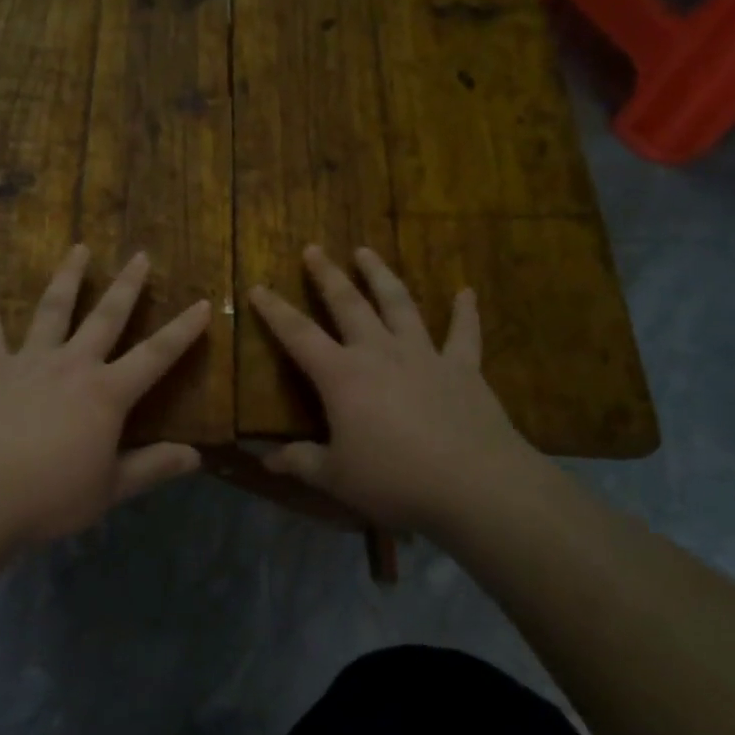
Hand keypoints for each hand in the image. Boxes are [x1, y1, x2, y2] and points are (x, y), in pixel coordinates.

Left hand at [0, 245, 211, 545]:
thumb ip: (153, 468)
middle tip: (140, 255)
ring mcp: (28, 361)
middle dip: (127, 286)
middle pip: (106, 317)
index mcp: (106, 394)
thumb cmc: (51, 496)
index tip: (202, 303)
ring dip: (68, 277)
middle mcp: (72, 365)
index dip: (182, 331)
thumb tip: (196, 456)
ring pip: (52, 309)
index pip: (155, 356)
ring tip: (79, 247)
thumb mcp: (110, 488)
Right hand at [248, 245, 547, 532]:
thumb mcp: (336, 477)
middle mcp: (380, 353)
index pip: (298, 335)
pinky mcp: (463, 369)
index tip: (257, 287)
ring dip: (381, 276)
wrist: (476, 486)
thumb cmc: (395, 480)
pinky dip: (464, 312)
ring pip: (399, 304)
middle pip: (349, 305)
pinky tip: (466, 292)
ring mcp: (424, 356)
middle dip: (327, 276)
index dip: (275, 311)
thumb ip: (300, 462)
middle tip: (313, 249)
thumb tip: (265, 459)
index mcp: (342, 376)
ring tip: (366, 251)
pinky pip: (463, 334)